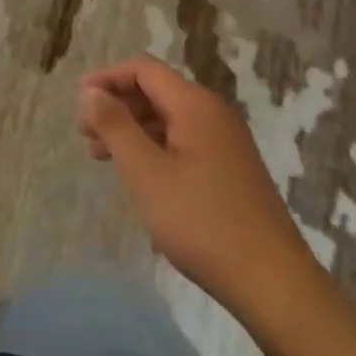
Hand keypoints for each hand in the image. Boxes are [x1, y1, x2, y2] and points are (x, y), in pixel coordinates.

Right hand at [77, 55, 316, 318]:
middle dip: (117, 106)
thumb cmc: (202, 223)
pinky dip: (155, 148)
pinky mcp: (233, 170)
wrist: (276, 286)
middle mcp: (213, 113)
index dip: (107, 78)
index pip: (142, 69)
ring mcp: (227, 143)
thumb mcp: (146, 173)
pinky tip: (142, 178)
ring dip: (134, 130)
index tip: (79, 102)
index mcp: (194, 104)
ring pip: (169, 119)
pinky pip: (185, 142)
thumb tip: (90, 92)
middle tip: (86, 136)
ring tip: (105, 158)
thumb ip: (114, 126)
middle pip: (156, 91)